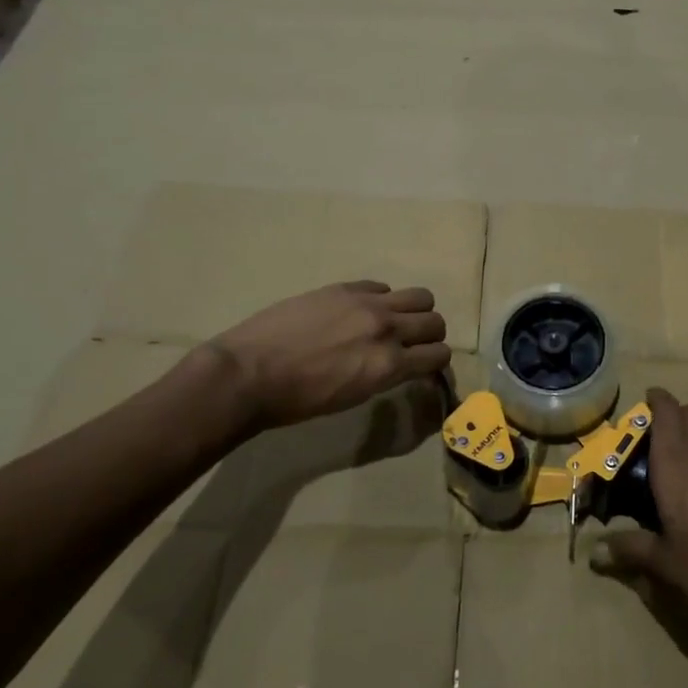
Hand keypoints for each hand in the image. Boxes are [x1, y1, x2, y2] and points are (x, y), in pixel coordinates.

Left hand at [188, 281, 451, 438]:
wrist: (248, 373)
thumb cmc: (296, 401)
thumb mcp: (352, 397)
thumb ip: (384, 375)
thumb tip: (399, 364)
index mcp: (388, 365)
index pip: (439, 355)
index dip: (435, 361)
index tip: (425, 365)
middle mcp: (387, 329)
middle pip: (435, 322)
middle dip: (430, 335)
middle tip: (412, 344)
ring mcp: (367, 303)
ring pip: (420, 296)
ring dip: (414, 311)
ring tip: (393, 321)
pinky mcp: (344, 287)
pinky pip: (381, 286)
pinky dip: (381, 299)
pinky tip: (360, 311)